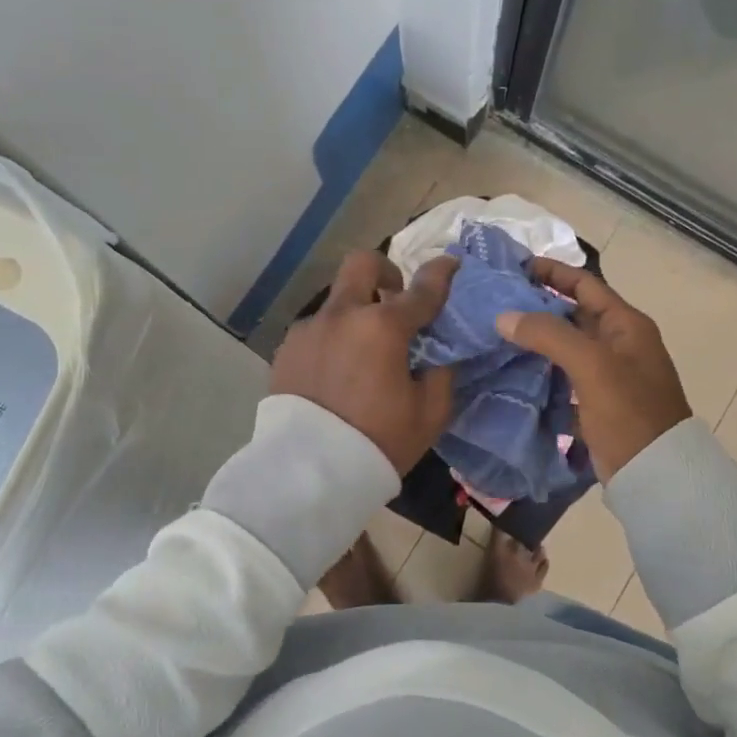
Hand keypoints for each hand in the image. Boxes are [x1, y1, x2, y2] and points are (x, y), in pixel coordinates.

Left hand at [272, 251, 460, 472]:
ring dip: (356, 313)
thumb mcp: (429, 414)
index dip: (441, 273)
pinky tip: (335, 372)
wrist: (310, 472)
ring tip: (362, 352)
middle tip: (394, 299)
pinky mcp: (286, 349)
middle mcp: (344, 315)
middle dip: (385, 272)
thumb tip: (437, 354)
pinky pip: (316, 330)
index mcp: (384, 327)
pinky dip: (333, 338)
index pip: (422, 289)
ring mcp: (310, 329)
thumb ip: (441, 373)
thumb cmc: (379, 441)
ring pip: (337, 301)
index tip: (450, 263)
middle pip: (363, 264)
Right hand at [495, 257, 690, 479]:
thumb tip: (504, 317)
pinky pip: (562, 375)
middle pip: (572, 313)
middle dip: (536, 305)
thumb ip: (548, 335)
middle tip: (494, 302)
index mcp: (626, 324)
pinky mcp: (595, 401)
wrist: (656, 474)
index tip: (514, 267)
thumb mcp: (591, 365)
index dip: (552, 272)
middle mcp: (618, 343)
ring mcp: (607, 374)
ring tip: (494, 332)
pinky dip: (539, 369)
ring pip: (564, 346)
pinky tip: (510, 369)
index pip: (585, 284)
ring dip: (534, 339)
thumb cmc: (629, 411)